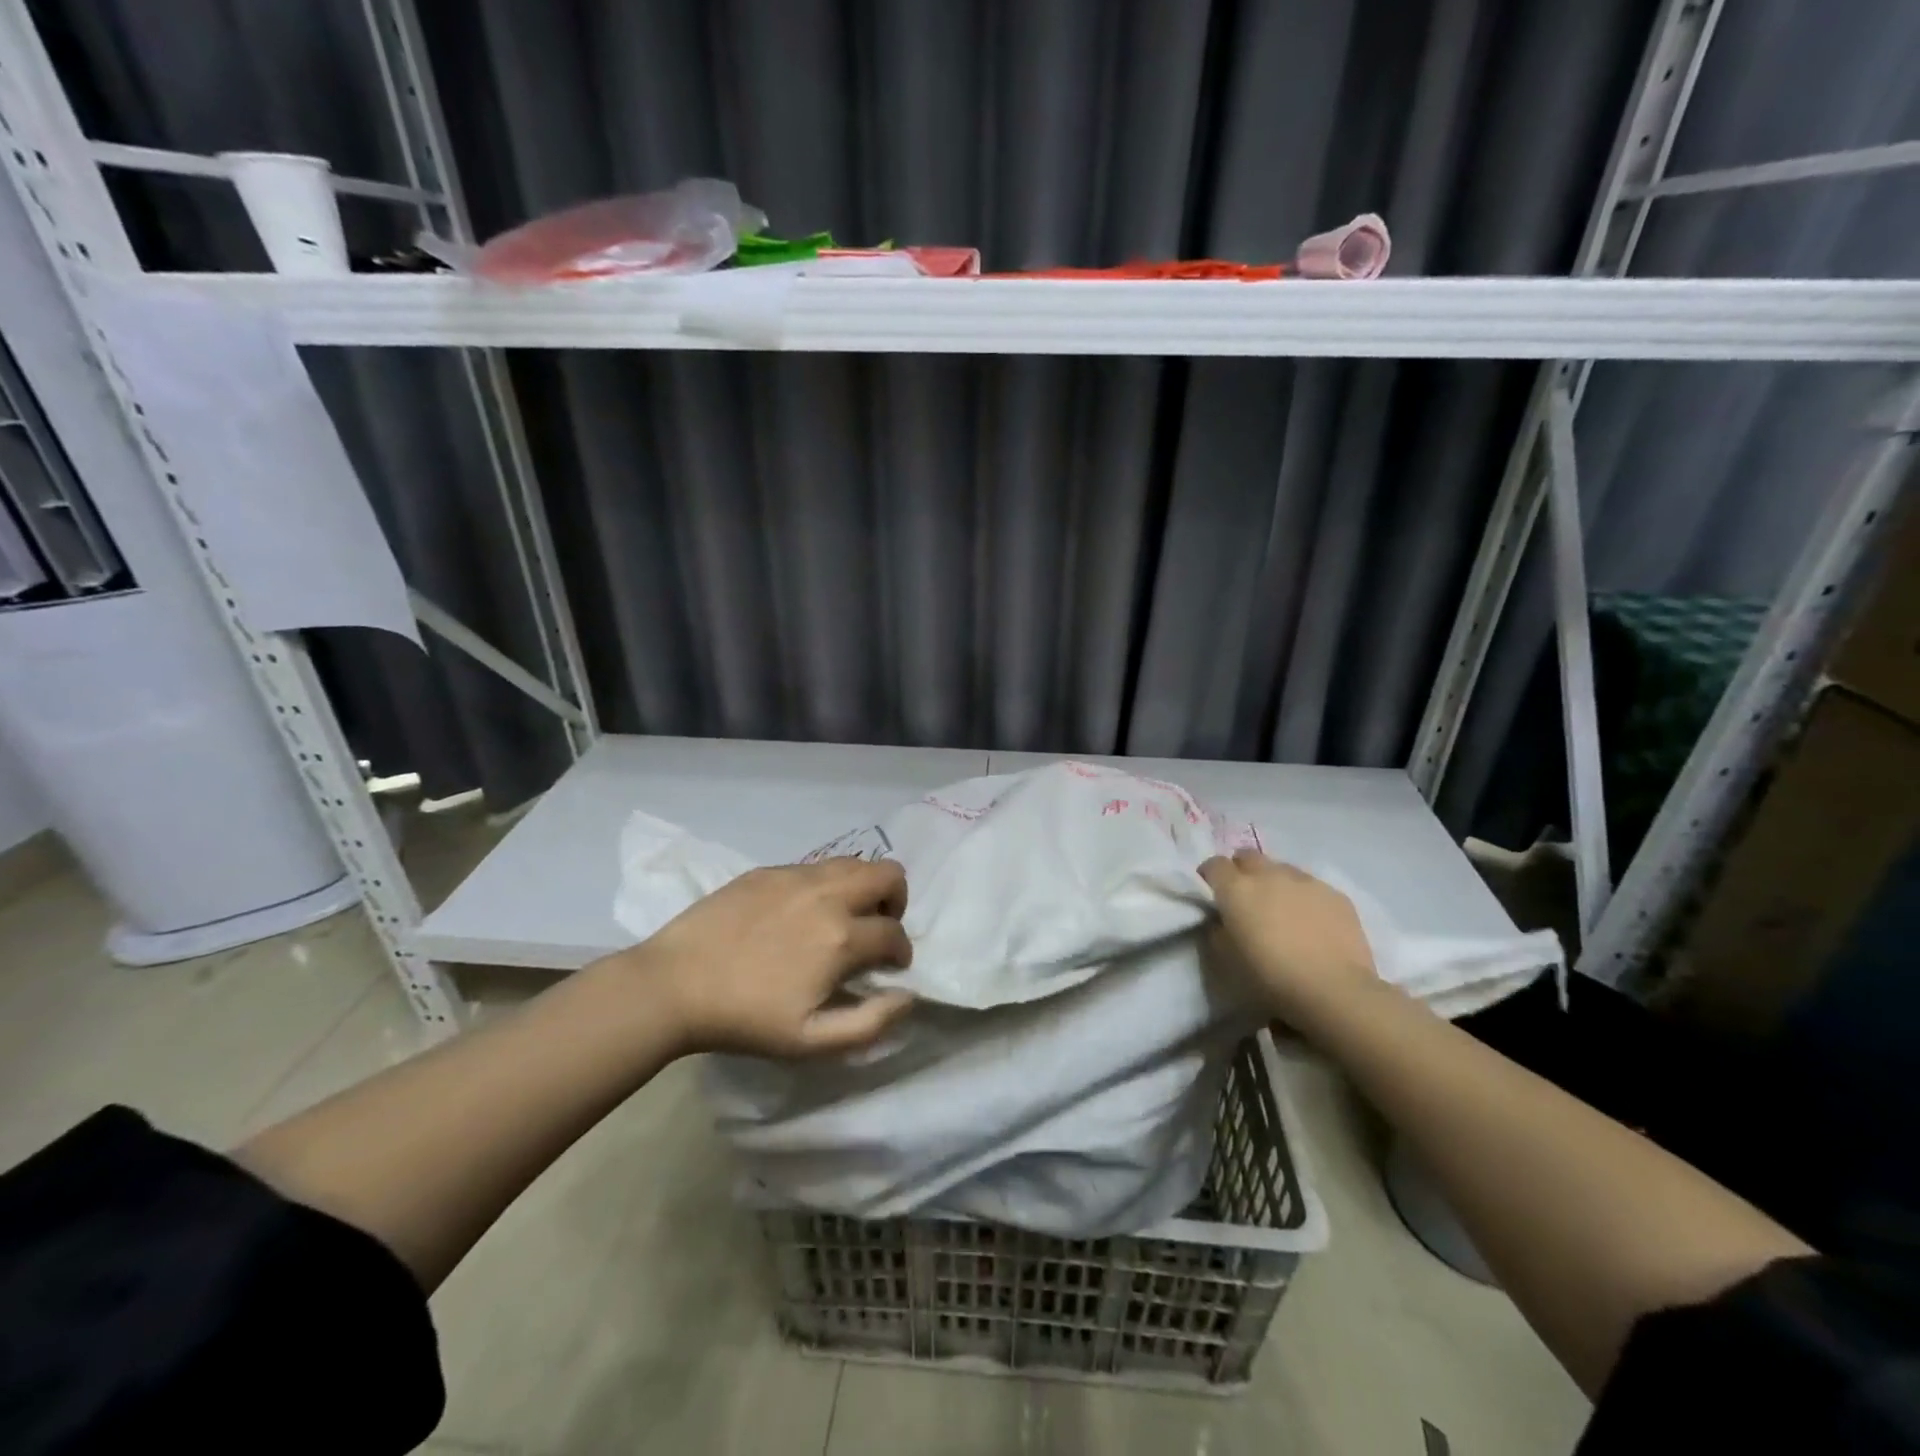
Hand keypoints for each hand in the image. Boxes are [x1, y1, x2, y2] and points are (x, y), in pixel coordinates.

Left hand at [610, 858, 915, 1058]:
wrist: (675, 985)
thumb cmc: (746, 1019)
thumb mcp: (811, 1041)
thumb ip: (870, 1023)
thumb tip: (908, 997)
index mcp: (842, 937)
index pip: (895, 933)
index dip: (901, 952)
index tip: (890, 967)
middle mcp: (828, 895)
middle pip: (888, 874)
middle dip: (895, 901)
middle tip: (877, 927)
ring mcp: (797, 877)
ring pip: (854, 863)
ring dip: (864, 887)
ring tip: (844, 915)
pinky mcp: (769, 871)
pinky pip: (816, 866)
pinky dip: (827, 884)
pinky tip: (802, 912)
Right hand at [1200, 850, 1376, 1025]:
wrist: (1334, 991)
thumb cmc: (1271, 976)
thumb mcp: (1227, 958)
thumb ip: (1218, 929)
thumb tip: (1222, 920)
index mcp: (1237, 889)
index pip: (1214, 864)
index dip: (1210, 876)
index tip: (1212, 892)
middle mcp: (1269, 874)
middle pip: (1248, 856)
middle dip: (1241, 870)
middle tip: (1245, 897)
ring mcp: (1305, 881)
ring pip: (1282, 869)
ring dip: (1275, 882)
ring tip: (1282, 909)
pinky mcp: (1336, 894)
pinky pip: (1312, 886)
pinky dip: (1305, 897)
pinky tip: (1312, 923)